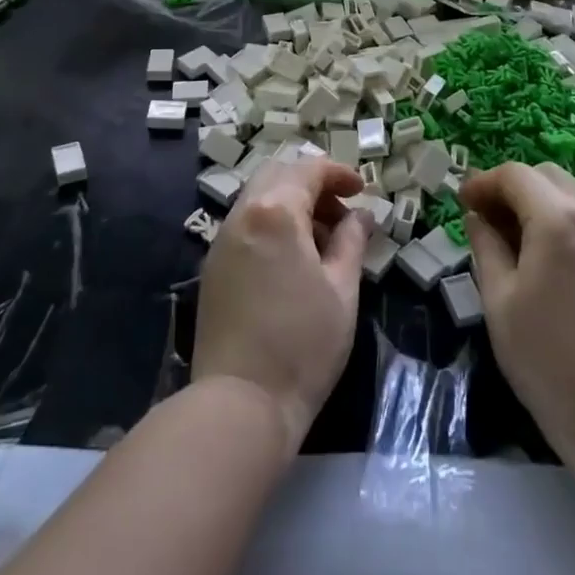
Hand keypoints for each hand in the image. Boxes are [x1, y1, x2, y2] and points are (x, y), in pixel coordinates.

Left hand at [194, 157, 372, 451]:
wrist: (240, 404)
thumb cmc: (302, 344)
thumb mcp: (342, 290)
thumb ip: (352, 241)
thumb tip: (360, 215)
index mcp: (275, 212)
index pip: (308, 169)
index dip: (338, 173)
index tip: (362, 191)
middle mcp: (242, 215)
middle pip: (278, 175)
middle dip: (312, 184)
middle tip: (341, 214)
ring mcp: (221, 241)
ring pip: (259, 198)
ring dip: (291, 204)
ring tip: (321, 241)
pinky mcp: (212, 267)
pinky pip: (245, 225)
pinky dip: (272, 224)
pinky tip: (292, 260)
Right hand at [459, 161, 574, 461]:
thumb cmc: (546, 358)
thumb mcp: (499, 300)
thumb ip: (486, 247)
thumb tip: (477, 217)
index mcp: (558, 221)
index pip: (516, 175)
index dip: (484, 182)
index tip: (462, 202)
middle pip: (547, 176)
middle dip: (511, 186)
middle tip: (485, 216)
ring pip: (571, 196)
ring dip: (538, 203)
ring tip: (513, 238)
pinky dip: (561, 222)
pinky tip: (546, 258)